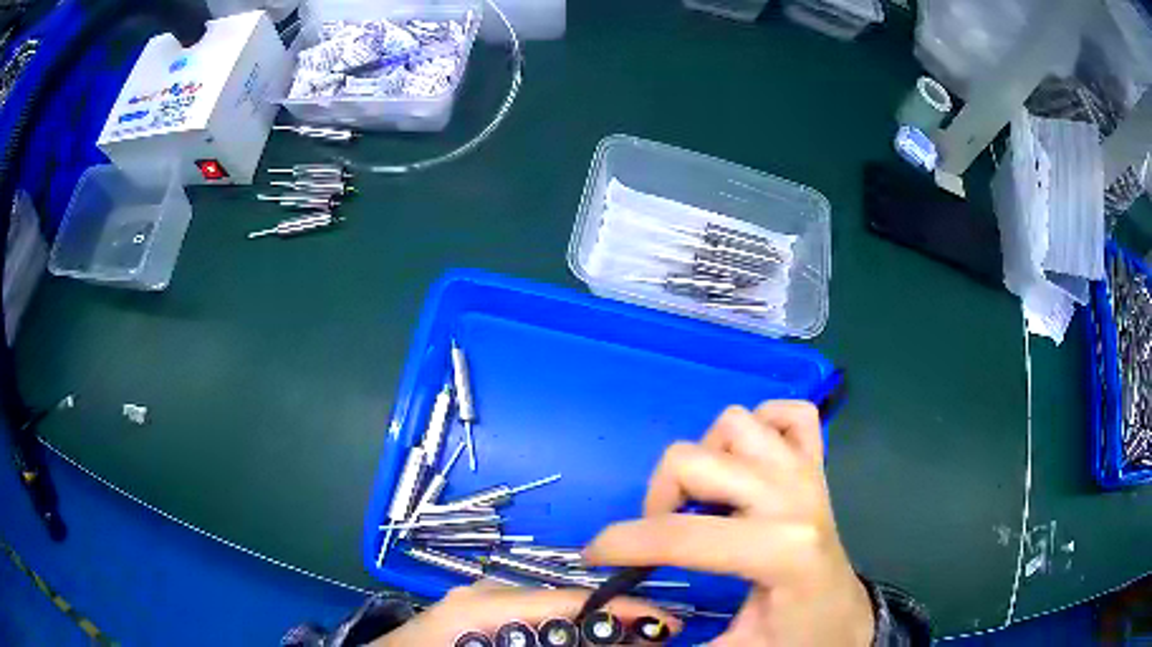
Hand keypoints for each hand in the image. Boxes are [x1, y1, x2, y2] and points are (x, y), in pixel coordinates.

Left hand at [369, 581, 680, 645]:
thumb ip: (550, 646)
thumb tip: (611, 645)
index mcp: (484, 603)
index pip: (568, 600)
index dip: (622, 609)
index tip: (666, 623)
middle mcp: (484, 593)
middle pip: (564, 603)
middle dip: (614, 620)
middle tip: (658, 637)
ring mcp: (476, 602)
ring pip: (549, 612)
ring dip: (591, 628)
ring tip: (631, 641)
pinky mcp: (473, 616)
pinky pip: (528, 621)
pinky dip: (561, 633)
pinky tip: (582, 643)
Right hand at [584, 402, 874, 646]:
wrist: (846, 620)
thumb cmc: (796, 638)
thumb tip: (620, 629)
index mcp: (781, 551)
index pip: (683, 536)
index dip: (624, 544)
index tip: (595, 558)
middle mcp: (794, 498)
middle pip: (695, 459)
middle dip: (658, 497)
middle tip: (658, 537)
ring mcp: (807, 472)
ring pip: (735, 423)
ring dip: (706, 456)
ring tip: (705, 499)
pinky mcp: (815, 464)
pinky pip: (790, 414)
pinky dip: (764, 425)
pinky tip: (750, 464)